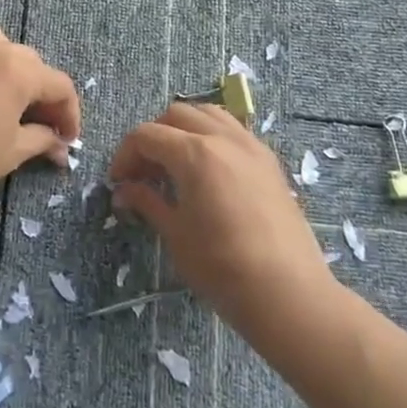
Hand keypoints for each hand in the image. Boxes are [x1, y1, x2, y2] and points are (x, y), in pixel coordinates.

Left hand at [0, 28, 79, 221]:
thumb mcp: (10, 152)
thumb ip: (40, 140)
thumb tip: (58, 144)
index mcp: (17, 68)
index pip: (58, 84)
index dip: (69, 114)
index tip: (68, 141)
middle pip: (31, 64)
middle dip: (43, 95)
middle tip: (45, 129)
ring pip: (2, 52)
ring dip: (15, 76)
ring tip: (14, 111)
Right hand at [110, 102, 336, 334]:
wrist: (288, 293)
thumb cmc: (222, 267)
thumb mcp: (176, 235)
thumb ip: (147, 202)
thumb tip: (124, 191)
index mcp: (194, 153)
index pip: (147, 135)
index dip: (125, 155)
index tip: (118, 182)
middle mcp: (223, 138)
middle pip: (177, 115)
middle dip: (153, 136)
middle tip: (144, 172)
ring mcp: (251, 146)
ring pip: (209, 115)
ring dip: (184, 129)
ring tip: (175, 164)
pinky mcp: (269, 161)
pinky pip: (233, 131)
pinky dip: (212, 137)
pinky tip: (208, 172)